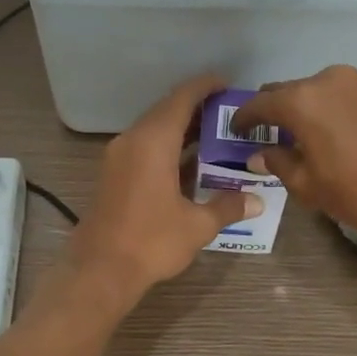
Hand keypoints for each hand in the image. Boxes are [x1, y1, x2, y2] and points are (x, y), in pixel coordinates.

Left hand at [65, 73, 260, 304]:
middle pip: (166, 112)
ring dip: (182, 132)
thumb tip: (256, 201)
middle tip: (229, 115)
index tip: (227, 84)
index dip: (205, 87)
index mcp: (153, 142)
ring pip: (153, 132)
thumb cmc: (151, 241)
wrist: (100, 271)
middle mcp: (132, 141)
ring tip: (216, 137)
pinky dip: (167, 149)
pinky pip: (144, 150)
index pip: (182, 98)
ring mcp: (118, 158)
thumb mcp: (197, 225)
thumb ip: (227, 207)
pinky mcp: (112, 176)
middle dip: (197, 110)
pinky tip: (190, 165)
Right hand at [231, 65, 356, 254]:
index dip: (243, 118)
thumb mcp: (309, 186)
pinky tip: (339, 134)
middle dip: (276, 111)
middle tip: (269, 134)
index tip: (236, 130)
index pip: (260, 103)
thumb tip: (259, 154)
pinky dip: (334, 110)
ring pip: (321, 91)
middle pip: (290, 91)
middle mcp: (329, 80)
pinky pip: (347, 96)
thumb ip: (278, 163)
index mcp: (302, 100)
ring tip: (307, 136)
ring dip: (308, 109)